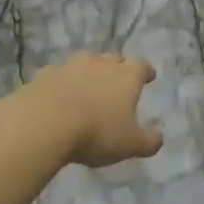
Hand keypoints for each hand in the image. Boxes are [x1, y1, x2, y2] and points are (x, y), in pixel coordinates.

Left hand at [25, 53, 163, 167]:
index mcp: (126, 77)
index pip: (141, 67)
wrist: (45, 122)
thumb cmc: (96, 132)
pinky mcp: (46, 74)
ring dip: (90, 71)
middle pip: (113, 59)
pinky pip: (60, 74)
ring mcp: (71, 66)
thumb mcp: (130, 144)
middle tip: (118, 82)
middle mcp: (101, 64)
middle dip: (118, 68)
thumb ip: (148, 141)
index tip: (149, 76)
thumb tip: (158, 138)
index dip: (146, 72)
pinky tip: (60, 95)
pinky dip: (64, 82)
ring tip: (89, 86)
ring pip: (86, 62)